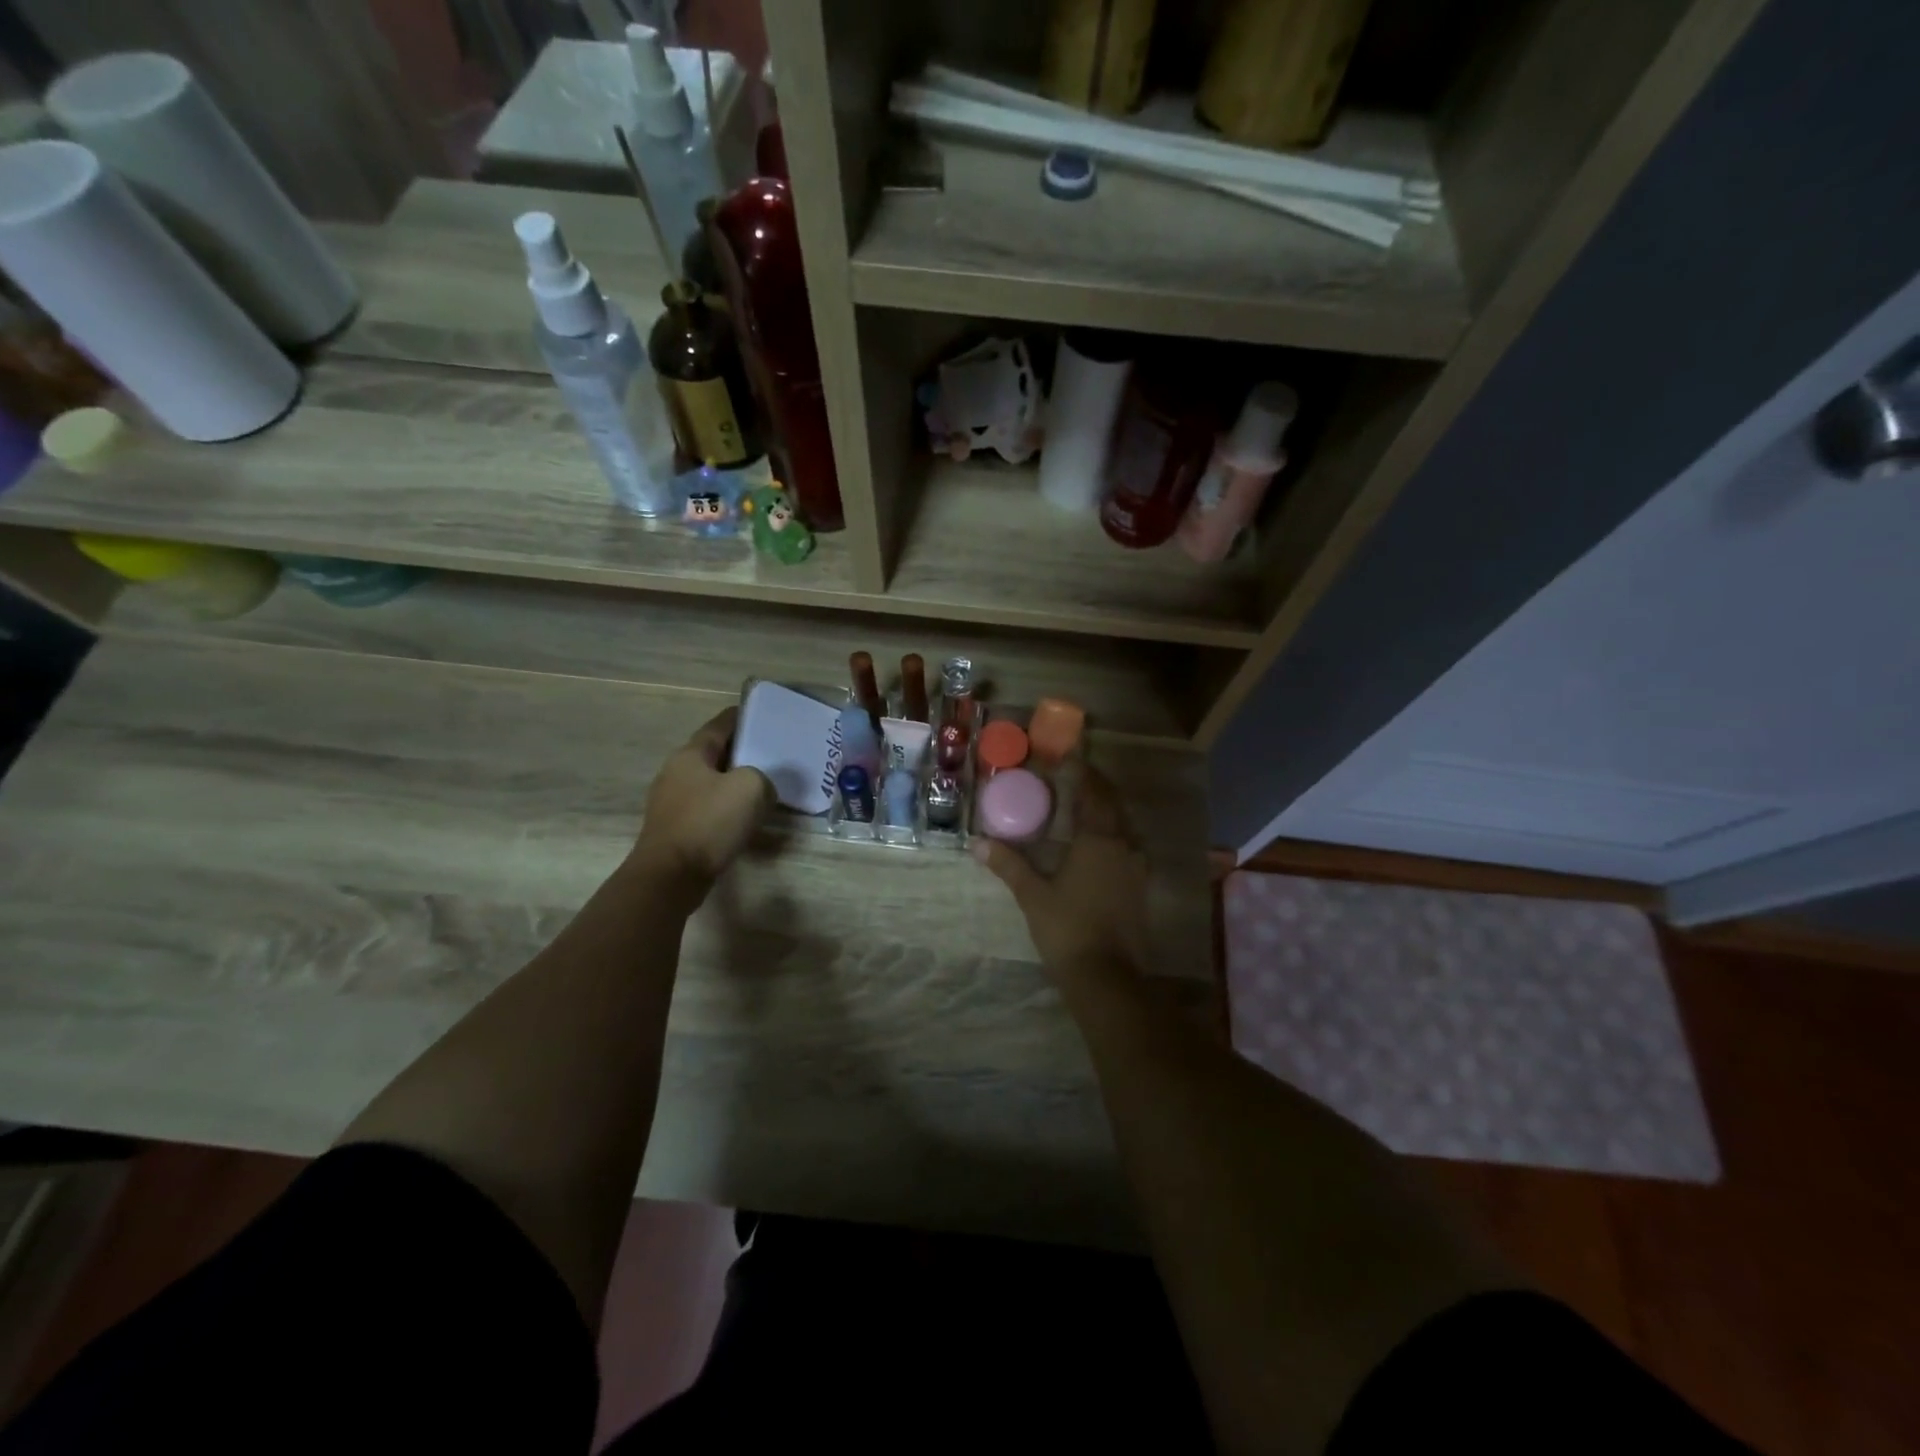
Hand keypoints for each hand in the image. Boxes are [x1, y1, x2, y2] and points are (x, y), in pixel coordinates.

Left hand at [633, 708, 772, 891]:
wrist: (671, 875)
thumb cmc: (709, 822)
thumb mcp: (752, 787)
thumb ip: (763, 778)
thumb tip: (761, 788)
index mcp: (690, 754)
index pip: (719, 725)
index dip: (741, 717)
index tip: (762, 714)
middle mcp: (676, 773)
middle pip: (714, 754)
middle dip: (741, 752)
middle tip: (771, 753)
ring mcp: (672, 802)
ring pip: (711, 783)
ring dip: (734, 783)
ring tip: (763, 786)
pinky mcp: (676, 829)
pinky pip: (708, 809)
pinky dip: (727, 808)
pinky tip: (745, 818)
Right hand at [971, 766, 1149, 990]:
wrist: (1107, 977)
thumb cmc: (1068, 929)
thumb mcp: (1033, 895)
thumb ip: (1009, 865)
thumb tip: (978, 843)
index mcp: (1099, 840)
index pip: (1094, 794)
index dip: (1084, 773)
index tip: (1072, 757)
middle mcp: (1123, 846)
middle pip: (1112, 806)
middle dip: (1096, 789)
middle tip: (1075, 778)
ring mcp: (1136, 868)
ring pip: (1123, 828)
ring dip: (1106, 813)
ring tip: (1082, 809)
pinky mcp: (1139, 888)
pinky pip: (1126, 849)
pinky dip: (1112, 837)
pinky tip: (1096, 847)